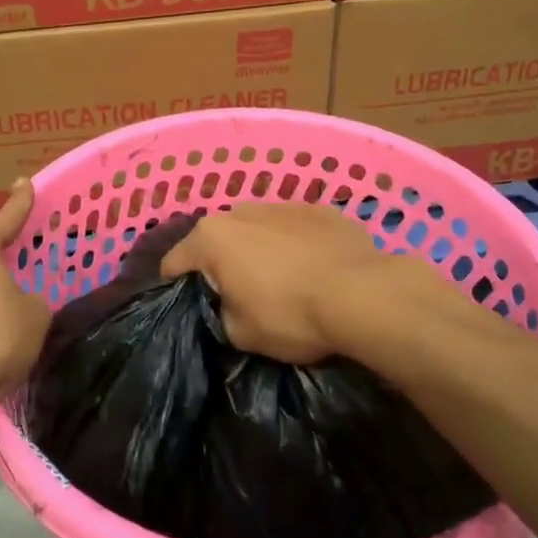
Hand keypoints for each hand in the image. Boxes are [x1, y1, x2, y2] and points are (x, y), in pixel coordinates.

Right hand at [161, 202, 431, 364]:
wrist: (363, 295)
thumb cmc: (290, 314)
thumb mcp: (239, 334)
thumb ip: (220, 313)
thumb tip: (228, 305)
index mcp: (211, 237)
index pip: (174, 263)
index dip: (176, 288)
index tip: (189, 308)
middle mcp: (240, 210)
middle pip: (217, 240)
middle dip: (221, 264)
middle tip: (238, 295)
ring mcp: (282, 204)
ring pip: (257, 229)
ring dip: (259, 249)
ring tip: (281, 280)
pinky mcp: (320, 209)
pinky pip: (294, 228)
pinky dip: (295, 244)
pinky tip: (314, 268)